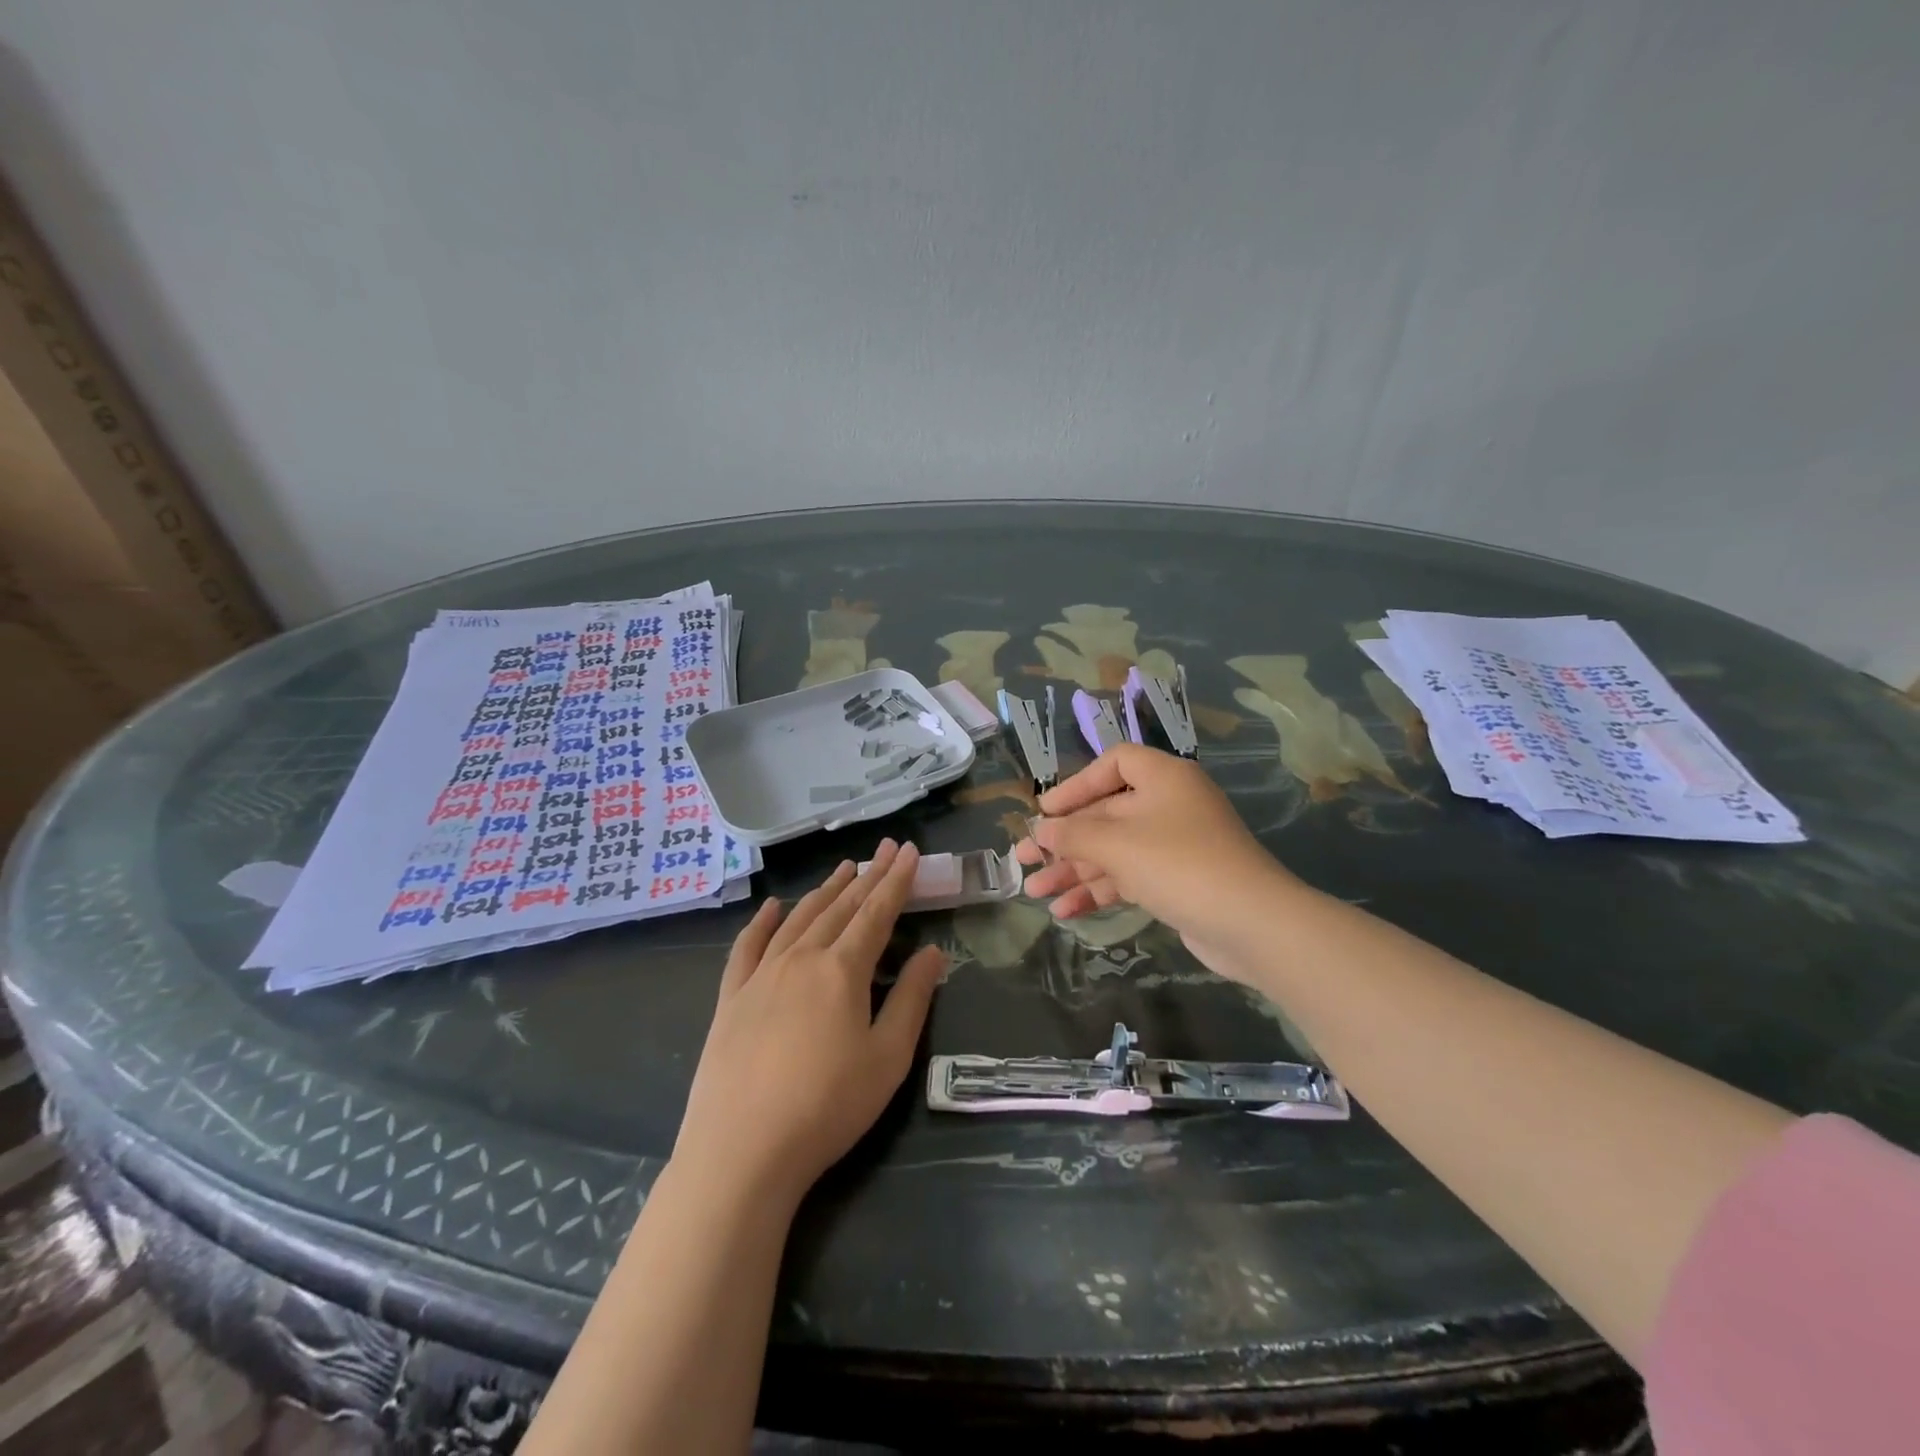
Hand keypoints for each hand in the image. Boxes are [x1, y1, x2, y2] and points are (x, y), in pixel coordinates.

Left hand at [674, 841, 945, 1207]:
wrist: (740, 1150)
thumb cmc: (826, 1107)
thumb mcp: (887, 1058)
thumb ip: (911, 999)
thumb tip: (932, 952)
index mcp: (842, 969)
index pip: (877, 912)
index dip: (897, 881)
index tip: (910, 851)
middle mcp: (801, 958)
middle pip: (840, 907)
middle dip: (867, 875)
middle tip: (885, 848)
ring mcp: (761, 974)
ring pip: (799, 918)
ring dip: (825, 890)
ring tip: (844, 868)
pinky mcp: (730, 997)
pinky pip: (747, 946)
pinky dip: (763, 921)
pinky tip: (772, 906)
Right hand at [1015, 745, 1299, 958]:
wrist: (1252, 925)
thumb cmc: (1180, 865)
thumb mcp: (1117, 844)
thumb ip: (1072, 834)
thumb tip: (1039, 829)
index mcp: (1163, 778)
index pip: (1114, 763)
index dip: (1077, 783)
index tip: (1047, 811)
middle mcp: (1168, 805)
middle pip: (1105, 813)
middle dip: (1063, 839)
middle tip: (1022, 859)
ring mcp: (1174, 845)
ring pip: (1112, 850)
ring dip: (1073, 870)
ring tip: (1034, 892)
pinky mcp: (1176, 881)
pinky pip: (1127, 877)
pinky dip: (1098, 891)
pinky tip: (1065, 911)